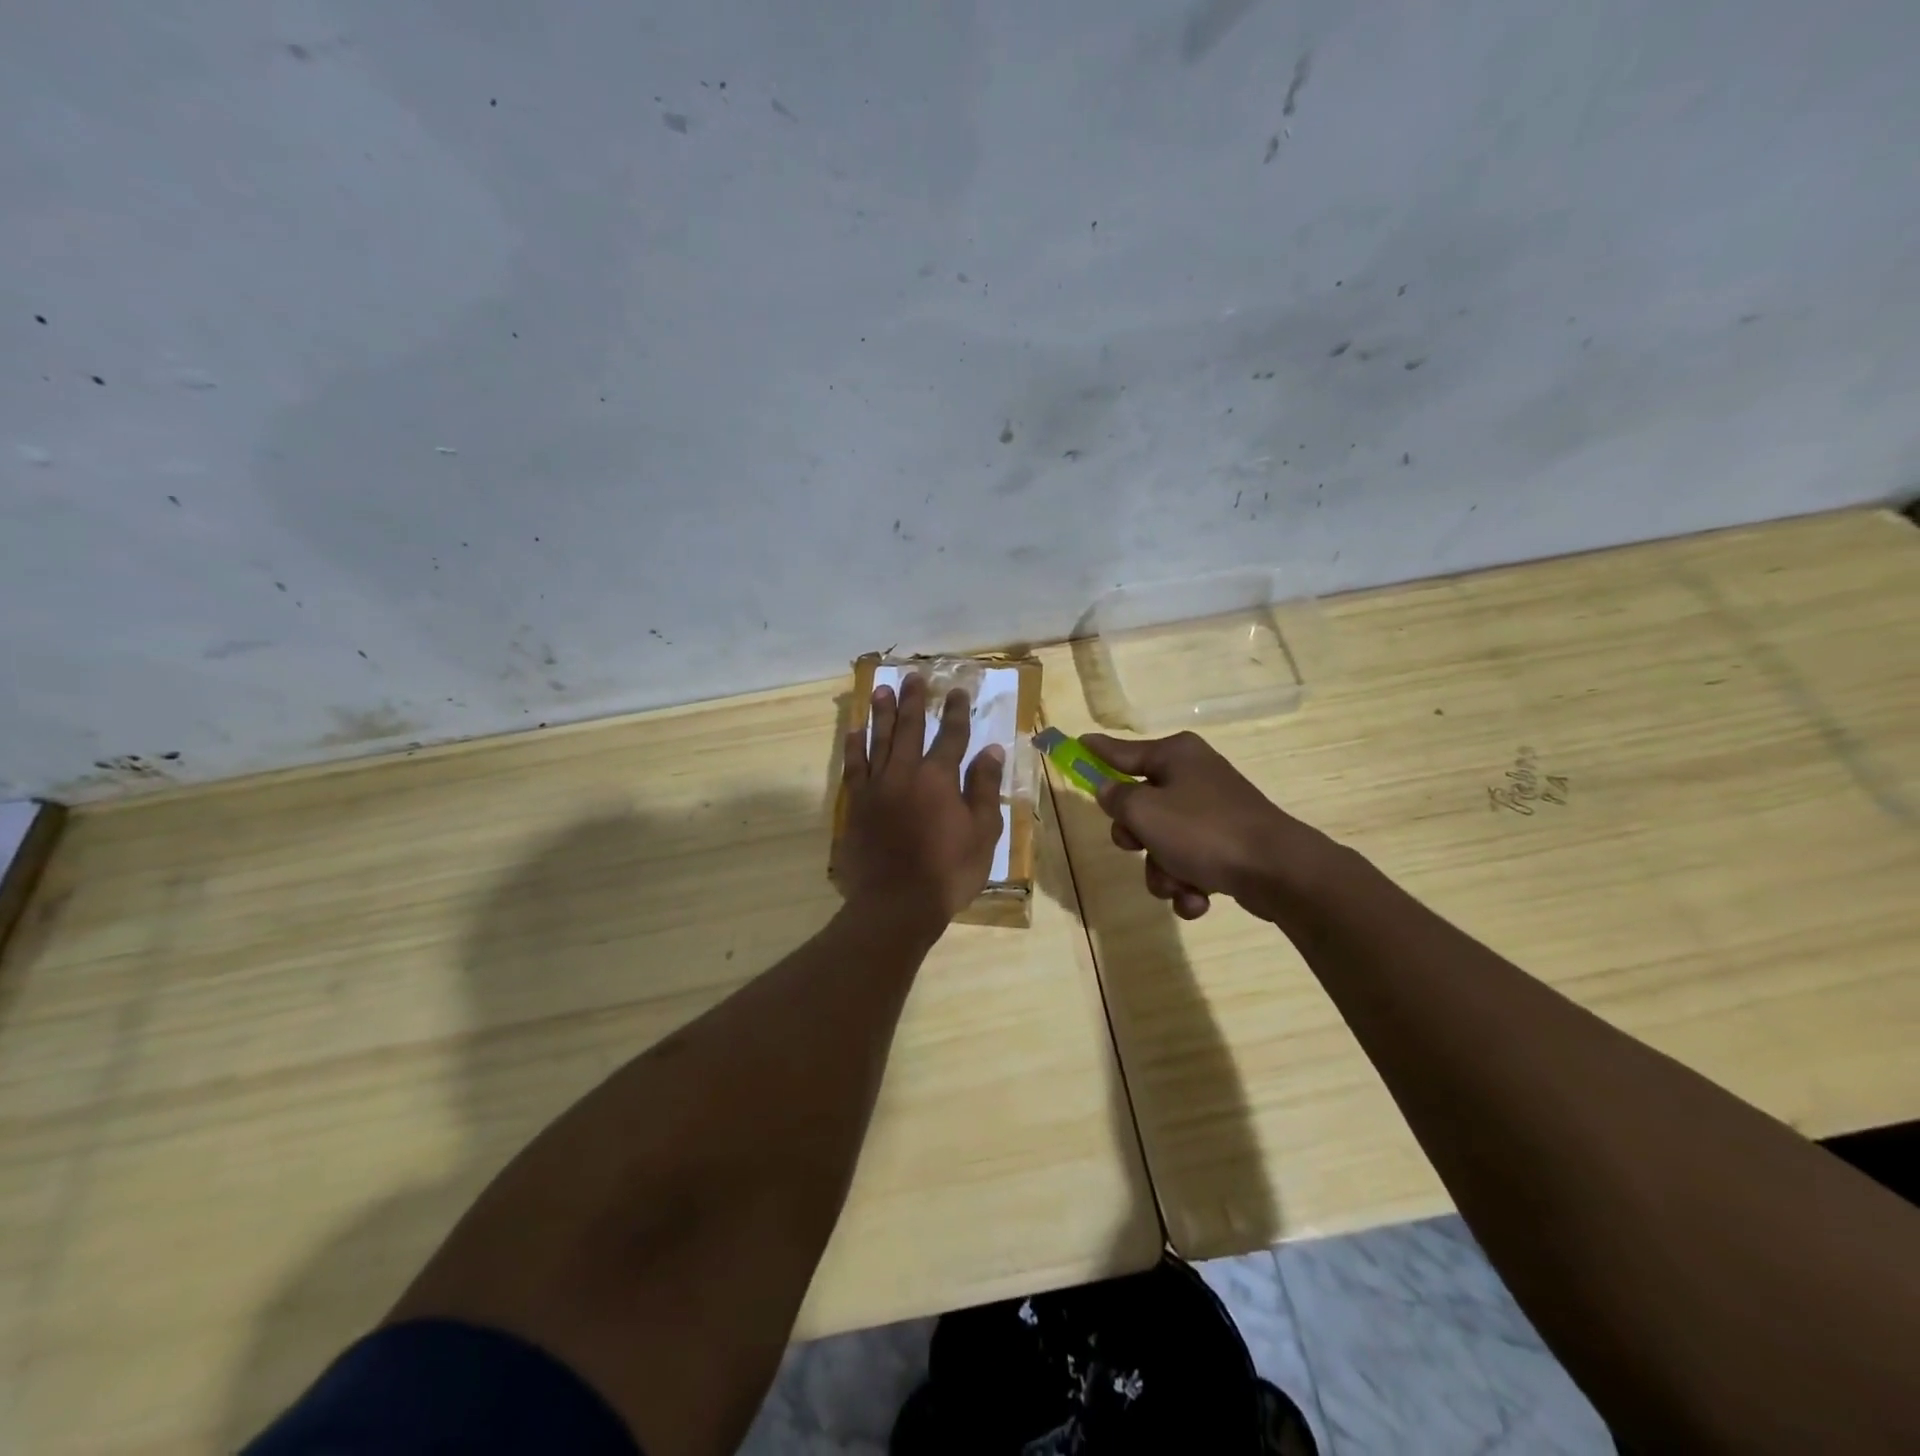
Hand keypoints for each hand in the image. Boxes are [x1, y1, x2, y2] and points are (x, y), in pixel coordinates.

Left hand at [837, 674, 1005, 924]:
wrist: (896, 903)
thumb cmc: (948, 872)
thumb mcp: (982, 833)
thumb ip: (984, 788)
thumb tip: (991, 750)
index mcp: (939, 778)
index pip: (951, 736)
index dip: (957, 713)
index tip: (958, 691)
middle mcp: (905, 772)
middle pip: (910, 728)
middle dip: (915, 701)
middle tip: (914, 677)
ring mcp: (877, 786)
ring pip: (878, 740)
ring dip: (881, 713)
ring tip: (881, 689)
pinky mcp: (856, 804)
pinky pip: (853, 766)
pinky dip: (854, 746)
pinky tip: (854, 730)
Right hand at [1083, 730, 1321, 921]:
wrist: (1278, 871)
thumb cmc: (1204, 831)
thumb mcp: (1145, 812)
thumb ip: (1117, 799)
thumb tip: (1109, 790)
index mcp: (1176, 755)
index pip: (1122, 751)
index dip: (1097, 752)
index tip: (1077, 744)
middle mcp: (1194, 776)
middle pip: (1140, 805)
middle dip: (1137, 838)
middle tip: (1141, 845)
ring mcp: (1213, 812)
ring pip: (1163, 842)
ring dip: (1162, 871)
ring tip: (1179, 885)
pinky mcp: (1228, 845)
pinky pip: (1190, 863)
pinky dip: (1188, 884)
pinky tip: (1198, 899)